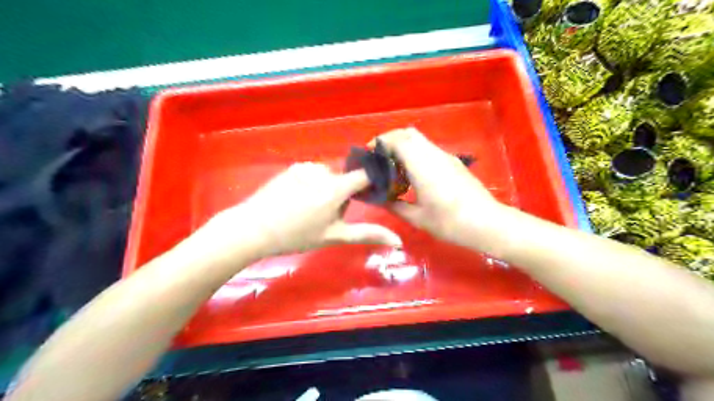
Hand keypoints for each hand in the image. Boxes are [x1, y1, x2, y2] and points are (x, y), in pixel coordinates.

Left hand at [201, 161, 400, 261]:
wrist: (253, 228)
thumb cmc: (297, 235)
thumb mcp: (334, 237)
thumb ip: (366, 234)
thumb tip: (398, 240)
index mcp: (335, 188)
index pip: (365, 174)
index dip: (371, 183)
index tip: (370, 196)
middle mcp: (322, 171)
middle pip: (345, 178)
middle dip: (343, 194)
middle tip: (327, 215)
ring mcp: (305, 167)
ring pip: (328, 176)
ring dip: (327, 188)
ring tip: (308, 209)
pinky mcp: (292, 168)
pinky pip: (312, 173)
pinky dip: (312, 183)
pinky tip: (297, 200)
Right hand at [375, 128, 506, 250]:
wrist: (487, 223)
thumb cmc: (450, 222)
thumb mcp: (417, 218)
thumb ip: (395, 206)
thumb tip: (380, 199)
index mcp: (423, 166)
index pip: (398, 140)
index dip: (380, 142)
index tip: (368, 154)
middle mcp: (434, 155)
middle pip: (409, 134)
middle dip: (390, 140)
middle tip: (379, 158)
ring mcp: (446, 157)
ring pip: (420, 140)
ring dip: (403, 147)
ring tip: (392, 167)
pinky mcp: (453, 162)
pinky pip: (428, 149)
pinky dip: (415, 154)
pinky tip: (411, 174)